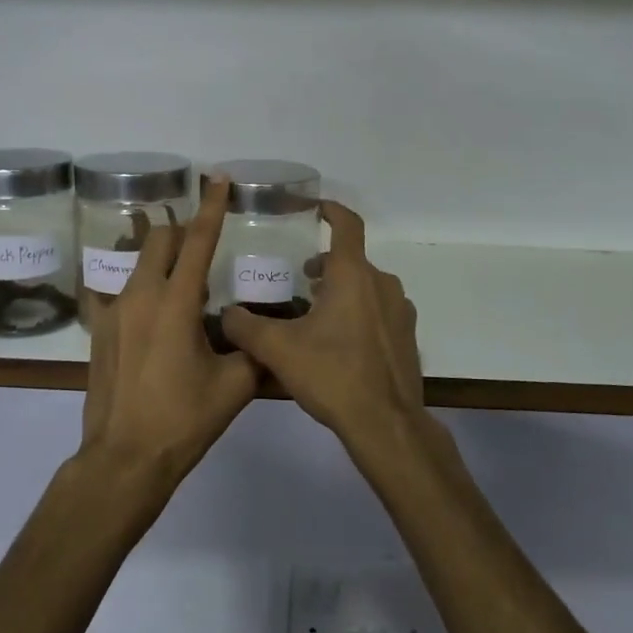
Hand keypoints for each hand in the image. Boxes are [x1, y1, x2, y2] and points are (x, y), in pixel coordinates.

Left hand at [79, 177, 259, 488]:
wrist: (124, 458)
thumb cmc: (183, 420)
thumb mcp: (235, 386)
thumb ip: (254, 350)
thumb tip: (265, 333)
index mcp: (176, 303)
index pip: (198, 241)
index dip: (212, 207)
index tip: (218, 179)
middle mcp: (140, 295)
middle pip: (160, 240)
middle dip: (183, 230)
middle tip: (204, 240)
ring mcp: (113, 312)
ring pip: (137, 263)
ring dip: (161, 258)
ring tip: (181, 279)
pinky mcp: (98, 331)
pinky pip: (117, 291)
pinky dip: (137, 287)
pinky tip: (146, 307)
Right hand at [219, 201, 426, 454]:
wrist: (385, 423)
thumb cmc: (332, 375)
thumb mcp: (277, 350)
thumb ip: (246, 327)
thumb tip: (226, 314)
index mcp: (353, 275)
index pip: (347, 224)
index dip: (331, 210)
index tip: (314, 209)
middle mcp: (382, 284)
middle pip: (351, 261)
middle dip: (324, 266)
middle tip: (298, 282)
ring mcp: (400, 311)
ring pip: (366, 287)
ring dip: (341, 292)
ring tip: (314, 316)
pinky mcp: (407, 337)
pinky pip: (379, 312)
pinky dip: (359, 314)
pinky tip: (338, 344)